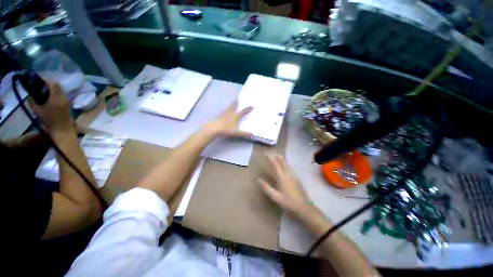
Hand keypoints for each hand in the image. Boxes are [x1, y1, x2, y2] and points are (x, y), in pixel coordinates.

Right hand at [28, 79, 73, 133]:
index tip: (38, 79)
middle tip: (40, 84)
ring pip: (60, 90)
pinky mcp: (68, 104)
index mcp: (56, 97)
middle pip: (57, 85)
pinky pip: (62, 94)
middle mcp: (63, 97)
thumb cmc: (49, 121)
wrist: (62, 129)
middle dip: (49, 83)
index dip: (46, 80)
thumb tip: (29, 95)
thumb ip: (32, 101)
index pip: (53, 84)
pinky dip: (56, 92)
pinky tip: (49, 96)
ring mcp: (67, 100)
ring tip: (44, 90)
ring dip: (53, 88)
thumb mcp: (38, 111)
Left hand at [205, 101, 252, 137]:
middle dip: (237, 102)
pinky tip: (226, 111)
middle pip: (234, 105)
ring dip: (232, 104)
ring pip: (229, 107)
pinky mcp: (218, 115)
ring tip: (234, 103)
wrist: (212, 128)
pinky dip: (227, 109)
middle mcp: (230, 112)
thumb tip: (253, 135)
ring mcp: (223, 113)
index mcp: (235, 116)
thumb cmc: (225, 129)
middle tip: (239, 98)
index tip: (252, 105)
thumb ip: (244, 133)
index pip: (243, 111)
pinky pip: (225, 110)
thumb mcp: (236, 132)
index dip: (248, 109)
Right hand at [258, 152, 314, 217]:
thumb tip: (258, 179)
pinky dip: (285, 163)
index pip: (275, 164)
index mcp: (282, 177)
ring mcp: (293, 175)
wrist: (304, 207)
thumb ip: (266, 187)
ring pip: (286, 164)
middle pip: (281, 162)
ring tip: (276, 155)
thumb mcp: (275, 196)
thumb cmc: (288, 202)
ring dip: (280, 158)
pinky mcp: (296, 178)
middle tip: (270, 152)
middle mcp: (288, 174)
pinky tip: (284, 164)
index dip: (270, 158)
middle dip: (275, 156)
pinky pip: (289, 167)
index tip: (265, 153)